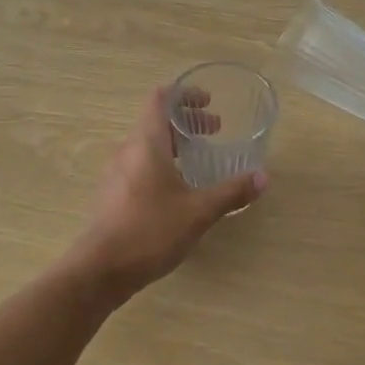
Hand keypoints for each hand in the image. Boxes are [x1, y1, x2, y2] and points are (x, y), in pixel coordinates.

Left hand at [70, 84, 266, 296]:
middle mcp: (127, 150)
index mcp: (146, 143)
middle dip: (186, 122)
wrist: (101, 270)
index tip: (209, 103)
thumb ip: (231, 192)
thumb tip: (263, 177)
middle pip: (155, 121)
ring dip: (174, 145)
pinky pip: (138, 166)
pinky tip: (177, 190)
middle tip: (215, 132)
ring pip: (146, 145)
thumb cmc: (151, 231)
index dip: (184, 94)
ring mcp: (115, 173)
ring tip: (199, 161)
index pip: (160, 98)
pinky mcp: (112, 194)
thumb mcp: (199, 211)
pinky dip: (161, 165)